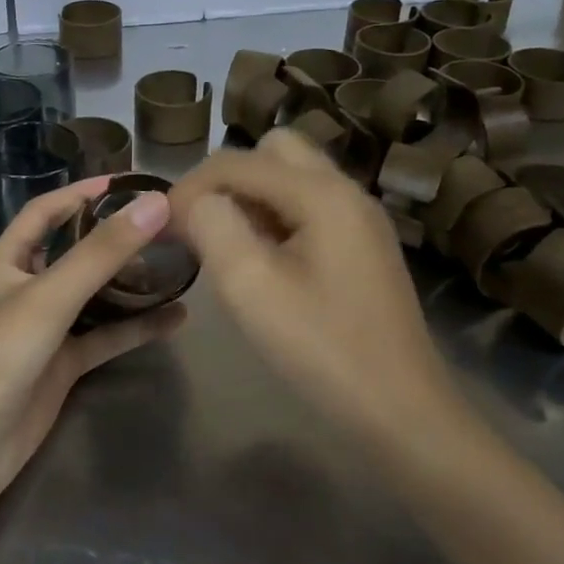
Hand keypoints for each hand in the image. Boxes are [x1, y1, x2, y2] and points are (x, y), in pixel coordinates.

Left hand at [0, 177, 186, 508]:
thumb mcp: (49, 297)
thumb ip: (101, 253)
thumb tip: (155, 204)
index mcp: (6, 263)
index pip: (42, 213)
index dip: (78, 193)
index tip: (124, 181)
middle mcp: (25, 289)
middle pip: (73, 251)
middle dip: (112, 237)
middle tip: (161, 223)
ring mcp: (45, 329)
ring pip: (94, 295)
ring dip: (129, 282)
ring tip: (176, 264)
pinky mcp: (63, 365)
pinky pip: (105, 337)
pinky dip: (136, 327)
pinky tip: (175, 319)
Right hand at [169, 130, 456, 441]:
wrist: (402, 413)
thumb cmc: (323, 350)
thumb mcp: (251, 287)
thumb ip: (213, 227)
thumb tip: (195, 202)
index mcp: (322, 194)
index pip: (238, 161)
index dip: (191, 186)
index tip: (161, 225)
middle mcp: (347, 192)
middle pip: (274, 151)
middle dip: (228, 179)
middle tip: (201, 225)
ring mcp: (360, 220)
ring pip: (293, 178)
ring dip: (251, 198)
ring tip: (224, 245)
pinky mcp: (363, 247)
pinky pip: (309, 208)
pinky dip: (275, 218)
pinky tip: (261, 262)